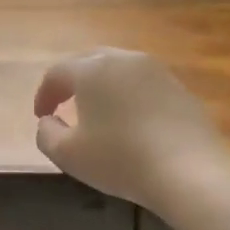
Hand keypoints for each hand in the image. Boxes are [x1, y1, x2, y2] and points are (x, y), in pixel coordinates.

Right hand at [33, 49, 225, 210]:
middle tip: (64, 104)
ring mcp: (157, 71)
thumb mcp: (67, 155)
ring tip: (97, 111)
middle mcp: (124, 59)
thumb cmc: (119, 159)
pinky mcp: (179, 88)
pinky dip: (128, 96)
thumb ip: (46, 134)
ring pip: (119, 70)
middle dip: (72, 81)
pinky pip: (143, 85)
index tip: (41, 116)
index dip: (44, 94)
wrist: (188, 170)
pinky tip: (129, 122)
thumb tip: (48, 121)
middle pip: (89, 61)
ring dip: (102, 86)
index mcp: (92, 70)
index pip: (57, 72)